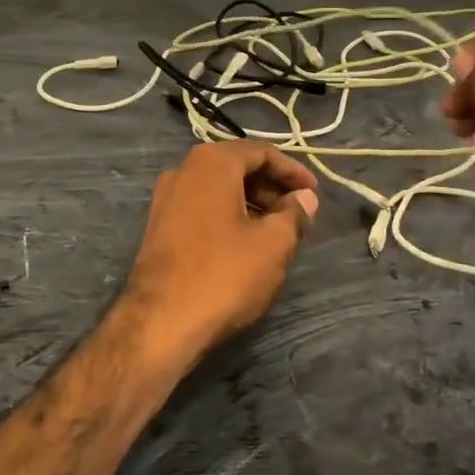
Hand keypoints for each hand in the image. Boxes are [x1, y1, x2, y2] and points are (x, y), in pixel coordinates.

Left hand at [117, 141, 318, 376]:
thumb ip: (294, 213)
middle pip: (238, 167)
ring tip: (278, 232)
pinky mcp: (159, 226)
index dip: (293, 171)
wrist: (160, 323)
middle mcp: (184, 170)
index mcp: (212, 163)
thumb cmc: (223, 275)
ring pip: (219, 189)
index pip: (262, 152)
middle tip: (299, 213)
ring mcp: (166, 199)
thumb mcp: (273, 244)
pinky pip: (203, 208)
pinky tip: (247, 244)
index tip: (315, 193)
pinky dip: (229, 216)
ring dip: (252, 203)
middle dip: (272, 187)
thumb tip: (305, 198)